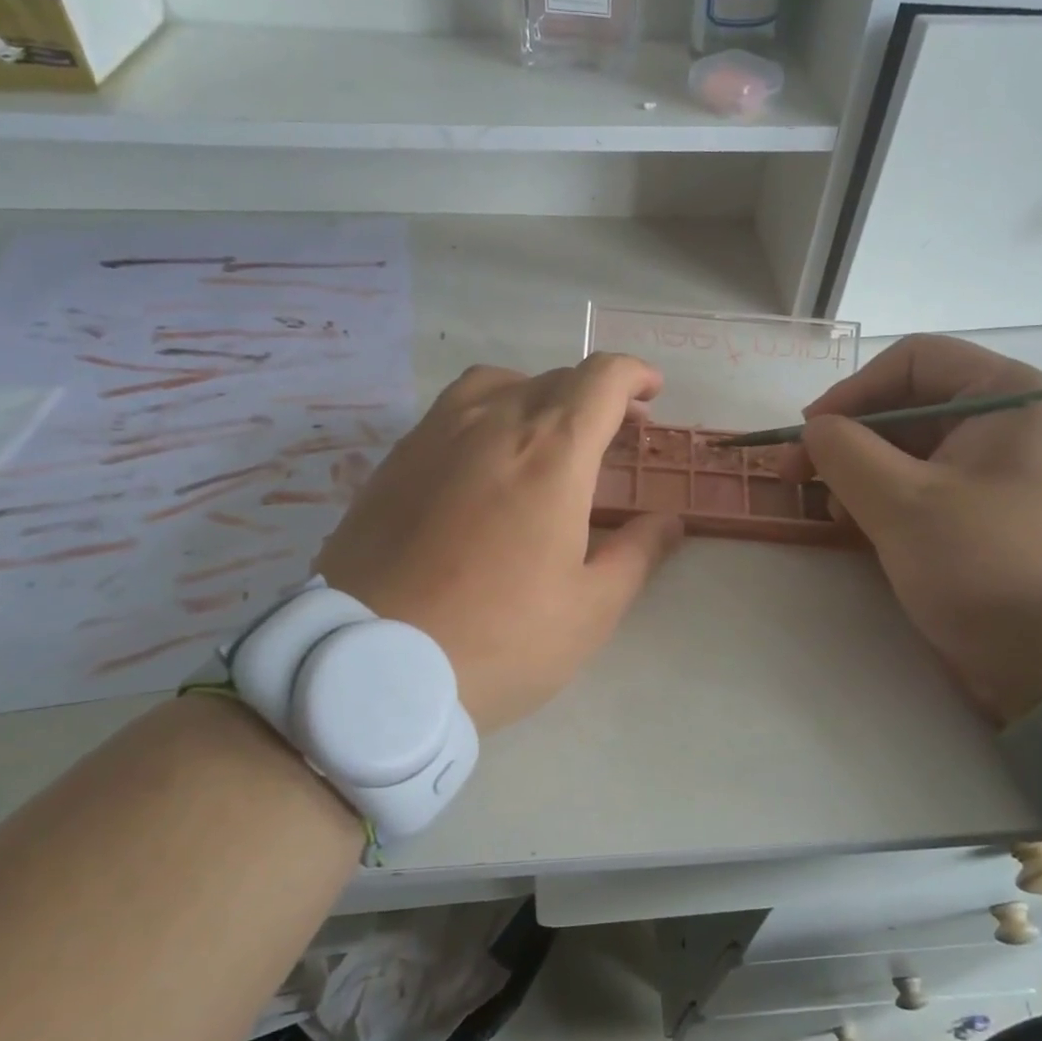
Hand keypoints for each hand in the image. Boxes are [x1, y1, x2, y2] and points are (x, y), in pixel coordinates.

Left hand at [313, 355, 683, 733]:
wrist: (372, 666)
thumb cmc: (499, 639)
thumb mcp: (590, 609)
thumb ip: (638, 553)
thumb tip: (668, 521)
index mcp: (552, 452)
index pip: (601, 379)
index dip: (634, 374)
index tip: (651, 393)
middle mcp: (493, 423)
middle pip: (555, 379)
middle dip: (596, 396)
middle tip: (614, 435)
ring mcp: (435, 435)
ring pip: (498, 383)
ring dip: (538, 395)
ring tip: (548, 436)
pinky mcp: (396, 459)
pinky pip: (453, 410)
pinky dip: (488, 414)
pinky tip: (486, 461)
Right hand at [778, 335, 1041, 725]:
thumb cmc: (991, 569)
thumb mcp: (903, 504)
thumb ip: (844, 452)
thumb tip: (816, 430)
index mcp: (1013, 398)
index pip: (915, 360)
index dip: (851, 391)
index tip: (808, 435)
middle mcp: (1019, 425)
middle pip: (913, 406)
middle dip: (852, 440)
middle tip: (802, 480)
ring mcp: (1014, 475)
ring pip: (920, 452)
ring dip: (865, 475)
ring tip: (833, 515)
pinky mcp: (1004, 518)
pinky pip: (935, 490)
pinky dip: (892, 502)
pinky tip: (864, 531)